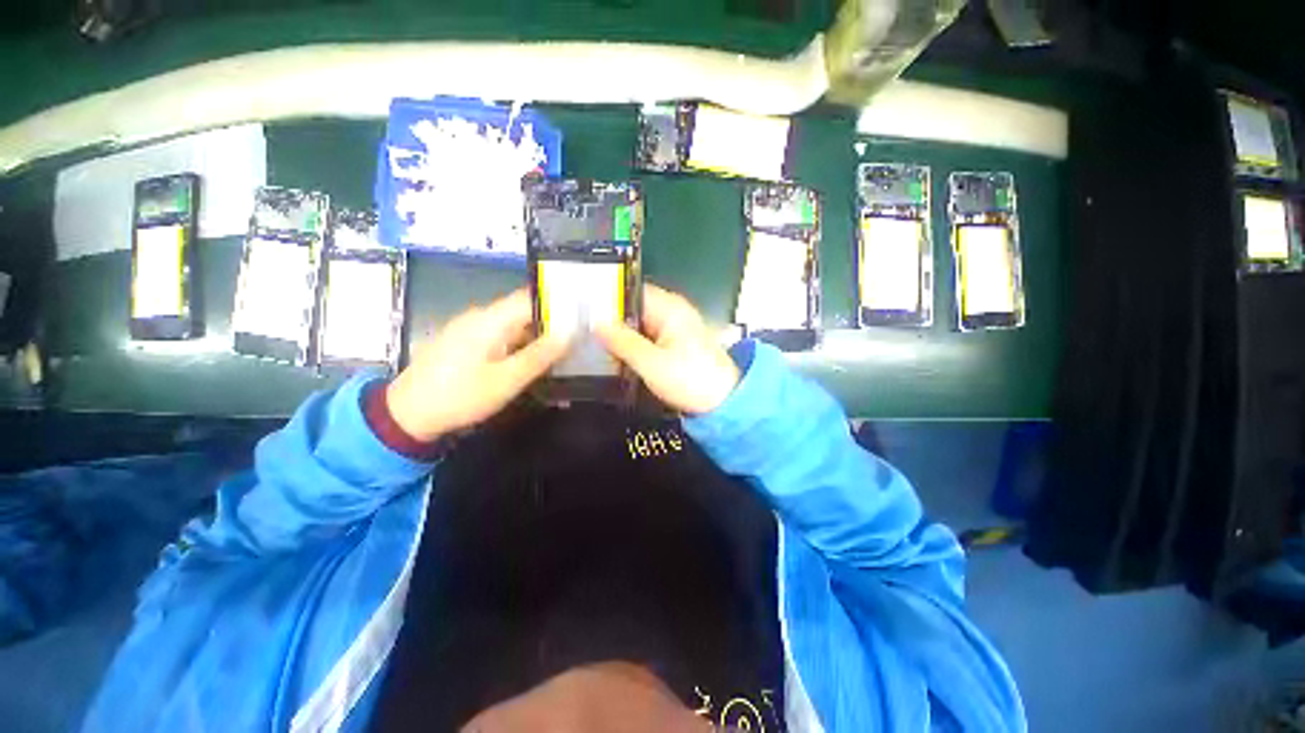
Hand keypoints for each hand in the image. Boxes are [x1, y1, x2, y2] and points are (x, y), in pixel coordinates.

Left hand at [385, 289, 567, 441]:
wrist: (406, 415)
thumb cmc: (460, 396)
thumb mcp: (506, 380)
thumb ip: (539, 355)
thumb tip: (569, 333)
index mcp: (490, 319)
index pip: (531, 298)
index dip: (557, 304)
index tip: (582, 316)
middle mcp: (480, 316)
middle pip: (523, 311)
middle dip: (550, 323)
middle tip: (577, 339)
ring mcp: (470, 329)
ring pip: (513, 325)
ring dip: (536, 337)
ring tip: (560, 352)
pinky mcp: (465, 342)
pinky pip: (500, 336)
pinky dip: (519, 345)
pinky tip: (530, 361)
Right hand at [595, 284, 739, 414]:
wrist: (724, 403)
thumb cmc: (691, 379)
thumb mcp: (652, 362)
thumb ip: (622, 342)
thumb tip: (596, 324)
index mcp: (669, 307)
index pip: (631, 291)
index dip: (608, 299)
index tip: (583, 310)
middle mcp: (672, 312)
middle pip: (634, 307)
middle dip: (611, 319)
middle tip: (582, 329)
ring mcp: (675, 328)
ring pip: (639, 324)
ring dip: (621, 333)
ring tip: (593, 341)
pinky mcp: (675, 344)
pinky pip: (648, 336)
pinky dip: (633, 343)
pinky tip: (617, 354)